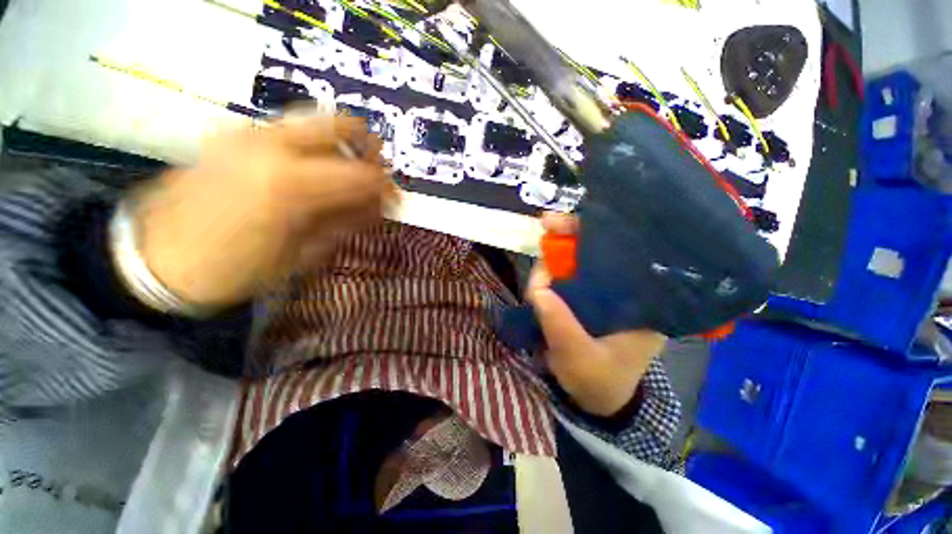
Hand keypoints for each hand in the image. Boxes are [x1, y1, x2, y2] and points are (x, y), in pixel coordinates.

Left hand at [134, 115, 396, 308]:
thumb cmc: (234, 269)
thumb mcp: (302, 254)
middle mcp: (272, 145)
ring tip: (347, 175)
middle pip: (340, 124)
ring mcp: (249, 134)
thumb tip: (377, 207)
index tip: (396, 202)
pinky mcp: (234, 136)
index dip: (387, 187)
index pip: (362, 173)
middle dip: (369, 147)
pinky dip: (314, 147)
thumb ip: (344, 223)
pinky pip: (290, 131)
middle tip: (376, 173)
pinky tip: (313, 174)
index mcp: (292, 184)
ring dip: (342, 146)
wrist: (153, 259)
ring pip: (315, 122)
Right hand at [528, 214, 666, 416]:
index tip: (571, 224)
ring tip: (540, 268)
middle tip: (546, 226)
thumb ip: (560, 326)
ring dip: (557, 255)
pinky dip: (551, 270)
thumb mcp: (581, 359)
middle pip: (602, 250)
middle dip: (573, 235)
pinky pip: (567, 275)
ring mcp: (603, 292)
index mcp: (643, 302)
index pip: (628, 254)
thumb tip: (539, 288)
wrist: (595, 398)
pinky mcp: (584, 297)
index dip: (600, 234)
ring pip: (580, 260)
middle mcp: (626, 290)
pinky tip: (541, 274)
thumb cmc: (599, 381)